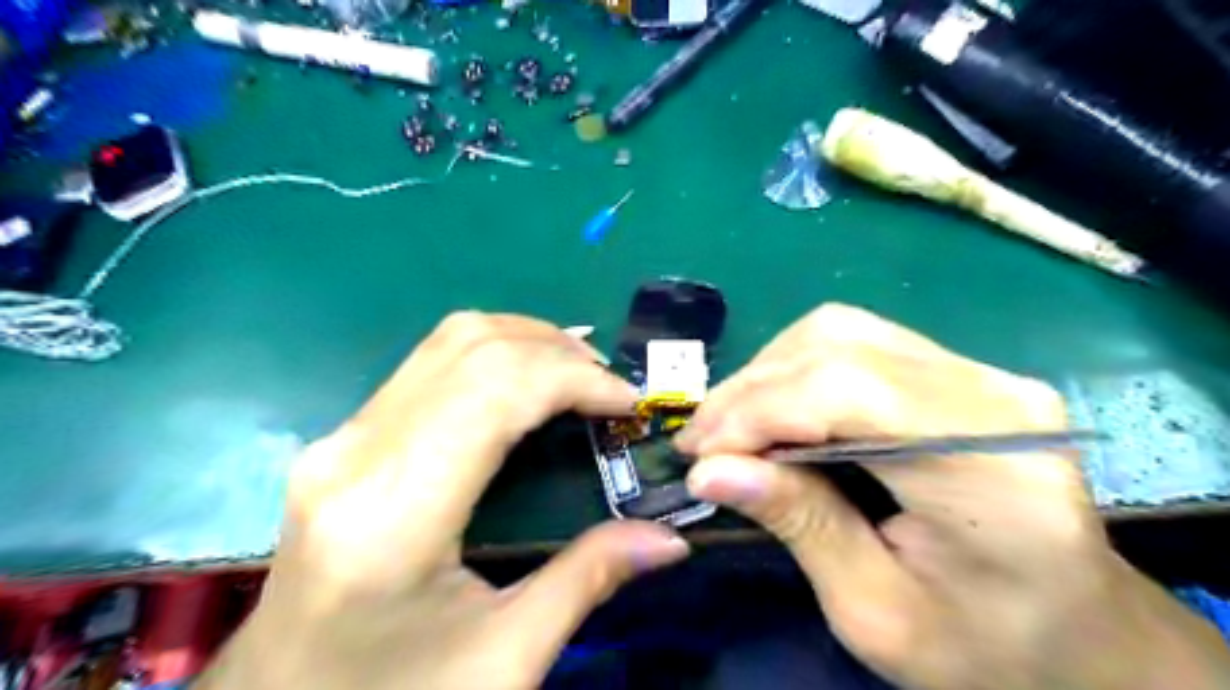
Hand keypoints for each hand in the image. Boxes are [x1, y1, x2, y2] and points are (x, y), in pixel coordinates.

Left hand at [198, 313, 688, 689]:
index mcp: (393, 514)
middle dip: (558, 352)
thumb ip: (589, 581)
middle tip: (611, 385)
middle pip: (472, 349)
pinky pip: (432, 364)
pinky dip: (495, 356)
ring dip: (527, 341)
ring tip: (580, 374)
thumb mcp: (504, 659)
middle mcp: (356, 455)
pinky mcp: (345, 438)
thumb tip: (671, 539)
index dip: (573, 379)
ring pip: (449, 342)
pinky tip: (529, 383)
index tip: (628, 402)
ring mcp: (341, 438)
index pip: (494, 391)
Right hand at [672, 305, 1229, 688]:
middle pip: (840, 347)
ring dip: (769, 374)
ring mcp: (981, 374)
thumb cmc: (988, 648)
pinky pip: (857, 343)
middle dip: (752, 391)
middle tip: (702, 442)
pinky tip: (775, 411)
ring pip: (841, 331)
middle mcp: (993, 396)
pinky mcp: (960, 374)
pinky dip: (797, 371)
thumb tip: (711, 469)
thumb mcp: (878, 613)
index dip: (760, 411)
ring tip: (731, 427)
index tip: (700, 454)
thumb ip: (799, 526)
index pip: (850, 392)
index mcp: (991, 468)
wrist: (1083, 636)